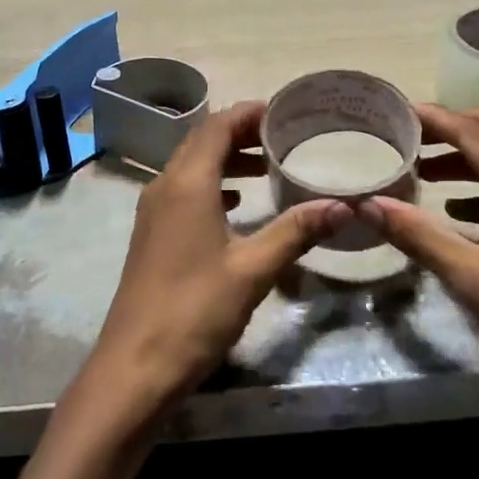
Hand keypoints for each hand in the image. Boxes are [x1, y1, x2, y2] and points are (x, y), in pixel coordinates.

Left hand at [80, 101, 352, 419]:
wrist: (135, 366)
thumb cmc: (196, 310)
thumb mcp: (253, 269)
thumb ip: (296, 231)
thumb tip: (343, 205)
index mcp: (187, 182)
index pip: (217, 126)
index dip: (248, 113)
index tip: (282, 111)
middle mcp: (165, 185)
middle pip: (202, 140)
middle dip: (240, 132)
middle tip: (282, 136)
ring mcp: (153, 210)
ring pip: (191, 165)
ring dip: (225, 159)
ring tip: (266, 167)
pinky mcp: (152, 233)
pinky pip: (183, 190)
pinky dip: (212, 184)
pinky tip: (236, 204)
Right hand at [357, 104, 478, 398]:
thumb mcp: (471, 277)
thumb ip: (418, 234)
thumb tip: (367, 204)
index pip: (471, 131)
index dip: (433, 118)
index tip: (396, 111)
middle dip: (453, 127)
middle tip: (411, 136)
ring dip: (469, 156)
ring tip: (425, 172)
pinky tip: (458, 209)